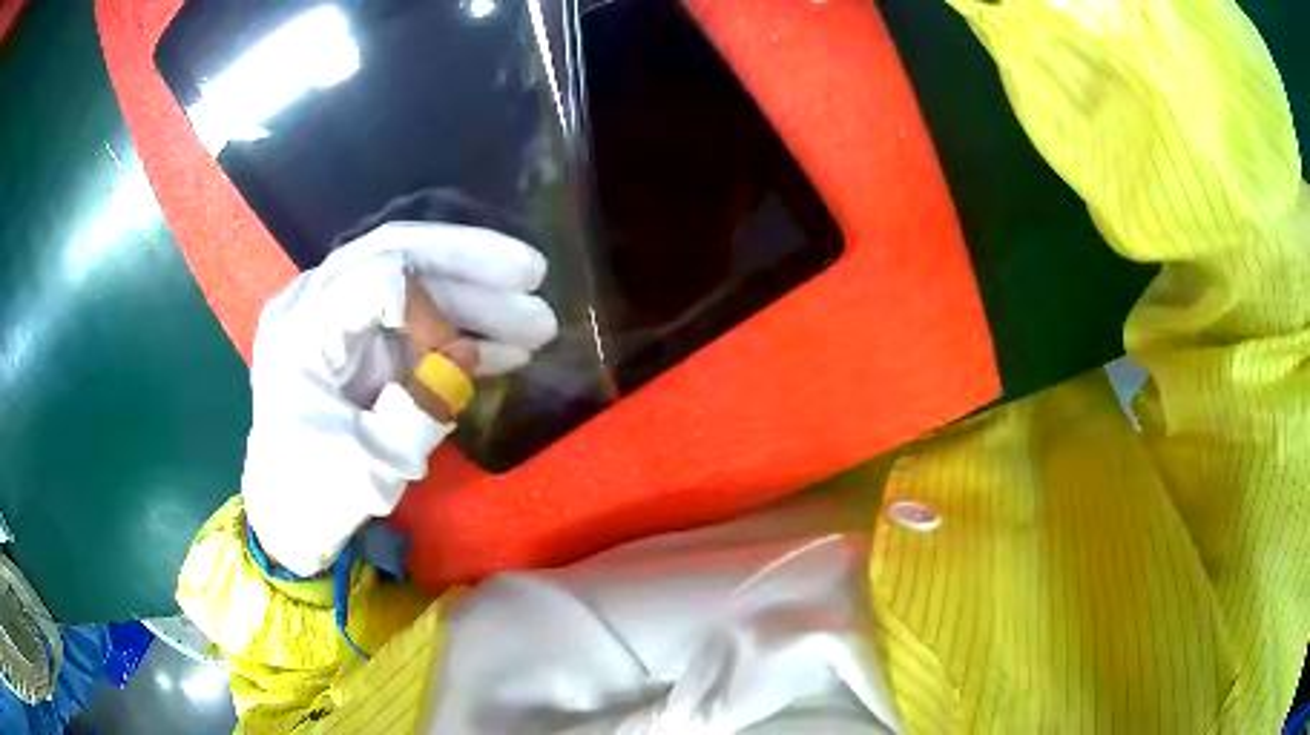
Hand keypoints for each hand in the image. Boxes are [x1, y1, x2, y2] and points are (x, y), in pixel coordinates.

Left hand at [241, 222, 557, 576]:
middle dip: (471, 261)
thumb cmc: (317, 494)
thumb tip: (471, 354)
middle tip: (535, 272)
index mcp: (303, 329)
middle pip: (397, 253)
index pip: (379, 278)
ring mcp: (336, 318)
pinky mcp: (357, 340)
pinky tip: (503, 350)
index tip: (460, 361)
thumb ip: (422, 407)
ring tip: (537, 324)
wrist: (290, 515)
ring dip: (474, 299)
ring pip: (411, 281)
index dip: (434, 308)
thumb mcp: (371, 465)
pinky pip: (412, 319)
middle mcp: (314, 303)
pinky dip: (456, 331)